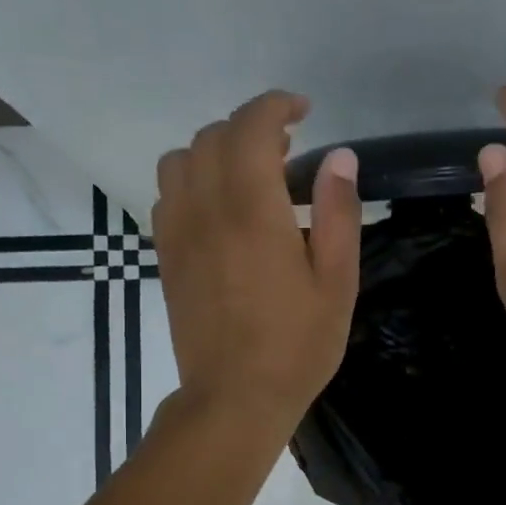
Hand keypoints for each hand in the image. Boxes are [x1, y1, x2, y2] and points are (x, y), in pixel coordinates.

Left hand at [153, 91, 360, 435]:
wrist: (234, 398)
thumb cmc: (296, 346)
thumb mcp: (336, 283)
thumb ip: (337, 214)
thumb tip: (338, 156)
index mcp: (253, 210)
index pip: (252, 126)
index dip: (276, 106)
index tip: (302, 111)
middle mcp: (206, 209)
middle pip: (213, 136)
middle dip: (250, 127)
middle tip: (287, 149)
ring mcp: (178, 232)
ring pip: (180, 160)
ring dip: (215, 151)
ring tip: (249, 176)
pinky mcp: (166, 256)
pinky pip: (167, 195)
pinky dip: (192, 181)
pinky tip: (220, 210)